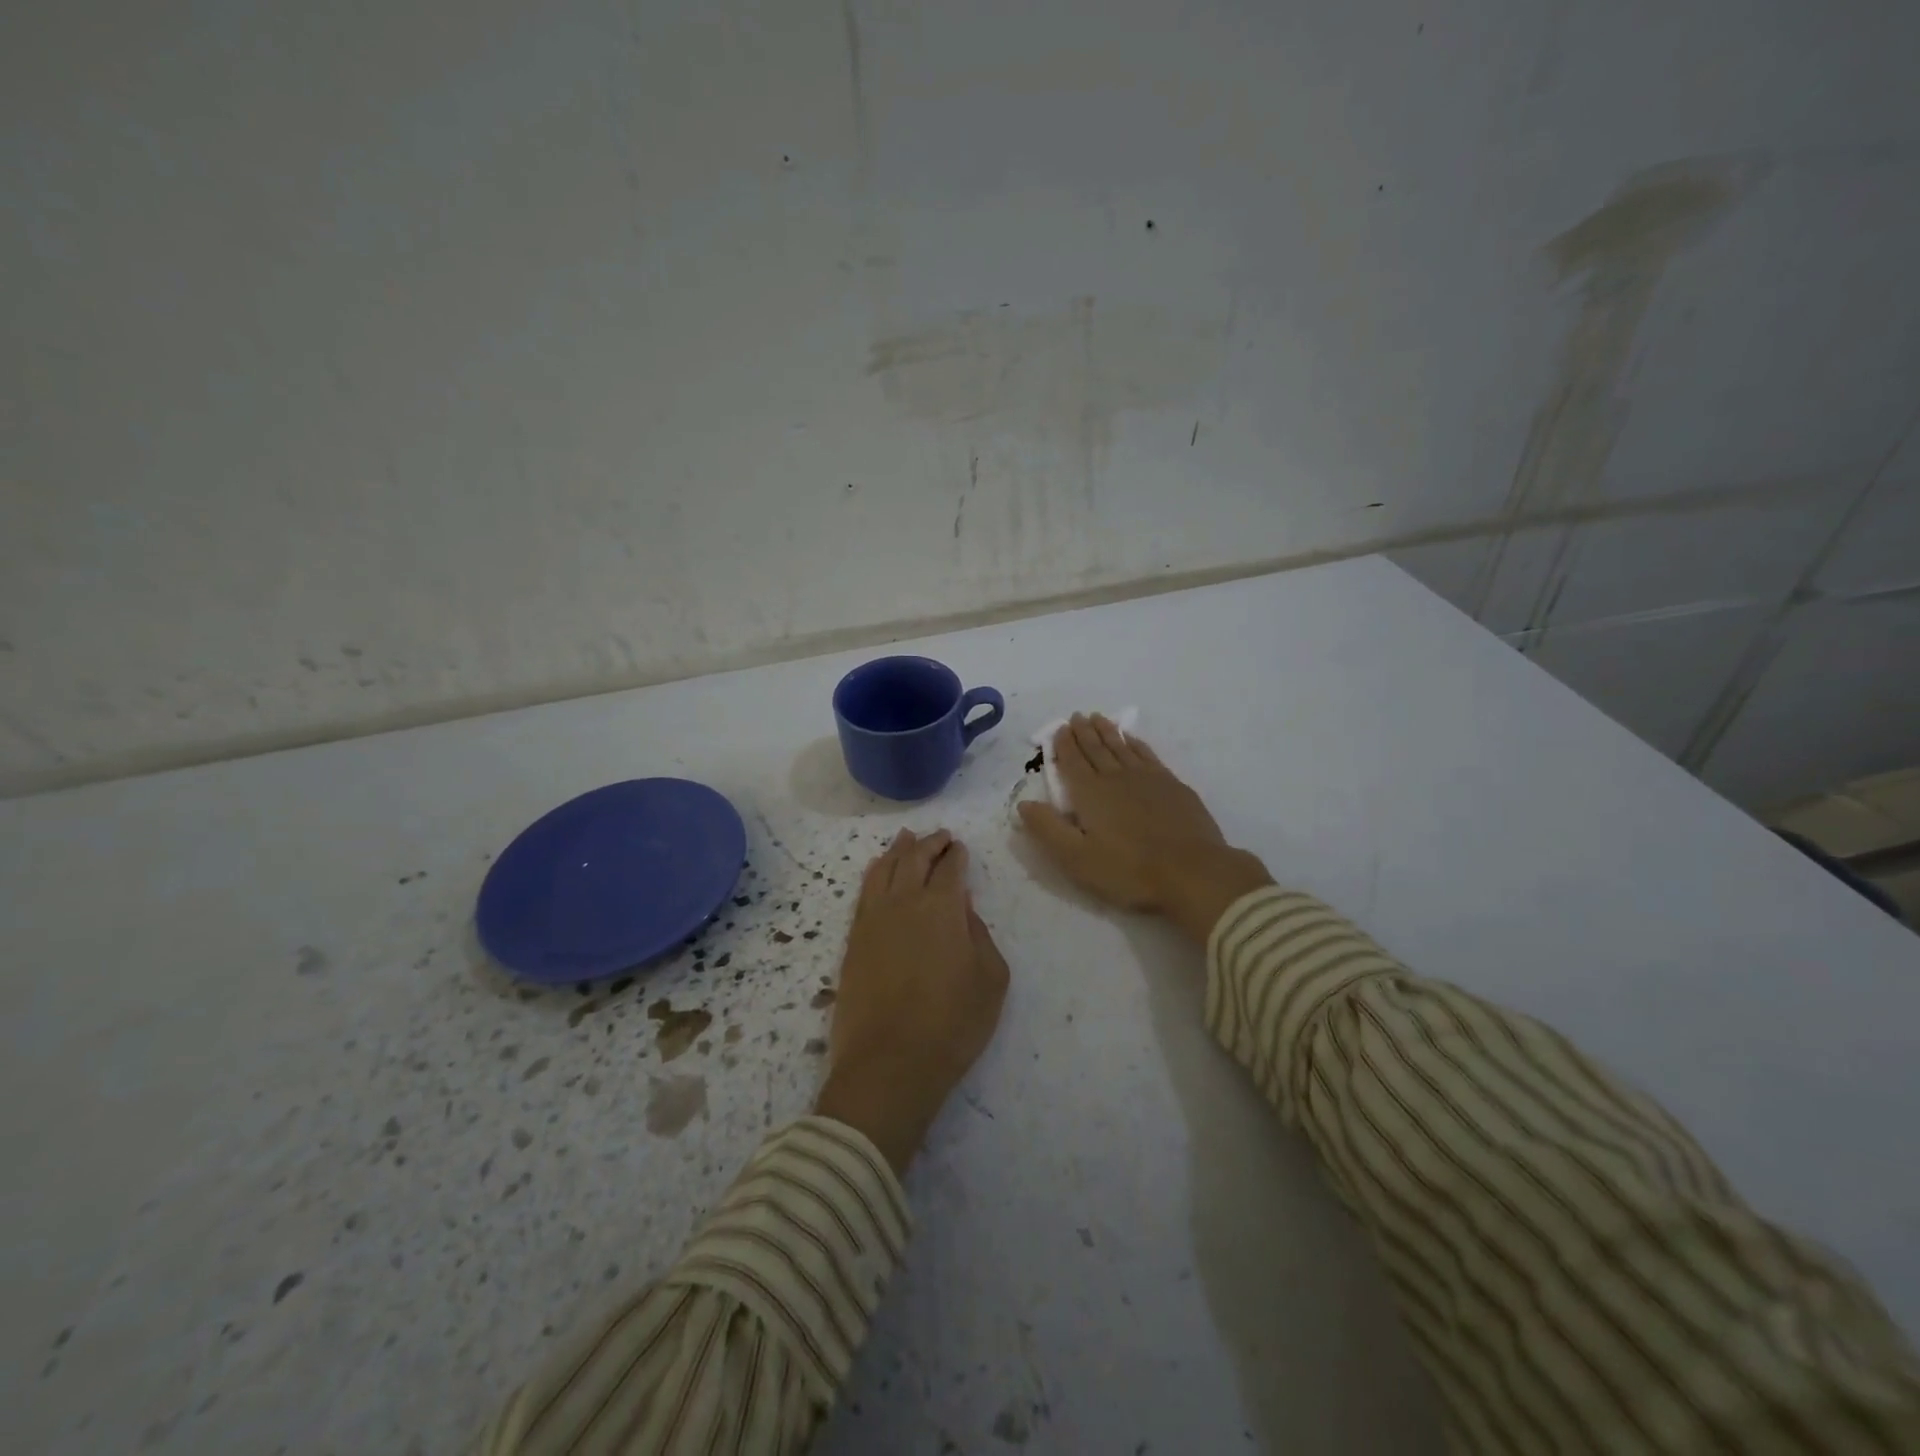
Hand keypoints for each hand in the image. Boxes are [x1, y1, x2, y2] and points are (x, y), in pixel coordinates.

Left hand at [815, 828, 1008, 1174]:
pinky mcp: (853, 940)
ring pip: (884, 870)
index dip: (957, 854)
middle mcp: (904, 902)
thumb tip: (963, 907)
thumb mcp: (990, 980)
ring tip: (906, 838)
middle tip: (941, 836)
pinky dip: (874, 873)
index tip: (961, 848)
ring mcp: (873, 919)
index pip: (950, 868)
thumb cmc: (952, 1024)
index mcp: (942, 908)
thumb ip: (979, 934)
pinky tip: (877, 870)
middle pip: (914, 859)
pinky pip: (863, 892)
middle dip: (930, 843)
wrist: (889, 1065)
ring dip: (898, 850)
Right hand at [1017, 714, 1273, 943]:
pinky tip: (1133, 739)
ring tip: (1098, 718)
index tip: (1058, 728)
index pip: (1072, 762)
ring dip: (1108, 732)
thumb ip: (1047, 829)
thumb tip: (1023, 804)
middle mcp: (1116, 777)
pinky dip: (1136, 744)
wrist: (1192, 871)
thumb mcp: (1077, 858)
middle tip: (1076, 716)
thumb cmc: (1129, 870)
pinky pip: (1148, 755)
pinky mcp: (1172, 785)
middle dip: (1083, 732)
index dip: (1064, 744)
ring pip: (1122, 747)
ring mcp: (1148, 778)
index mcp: (1090, 793)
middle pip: (1096, 748)